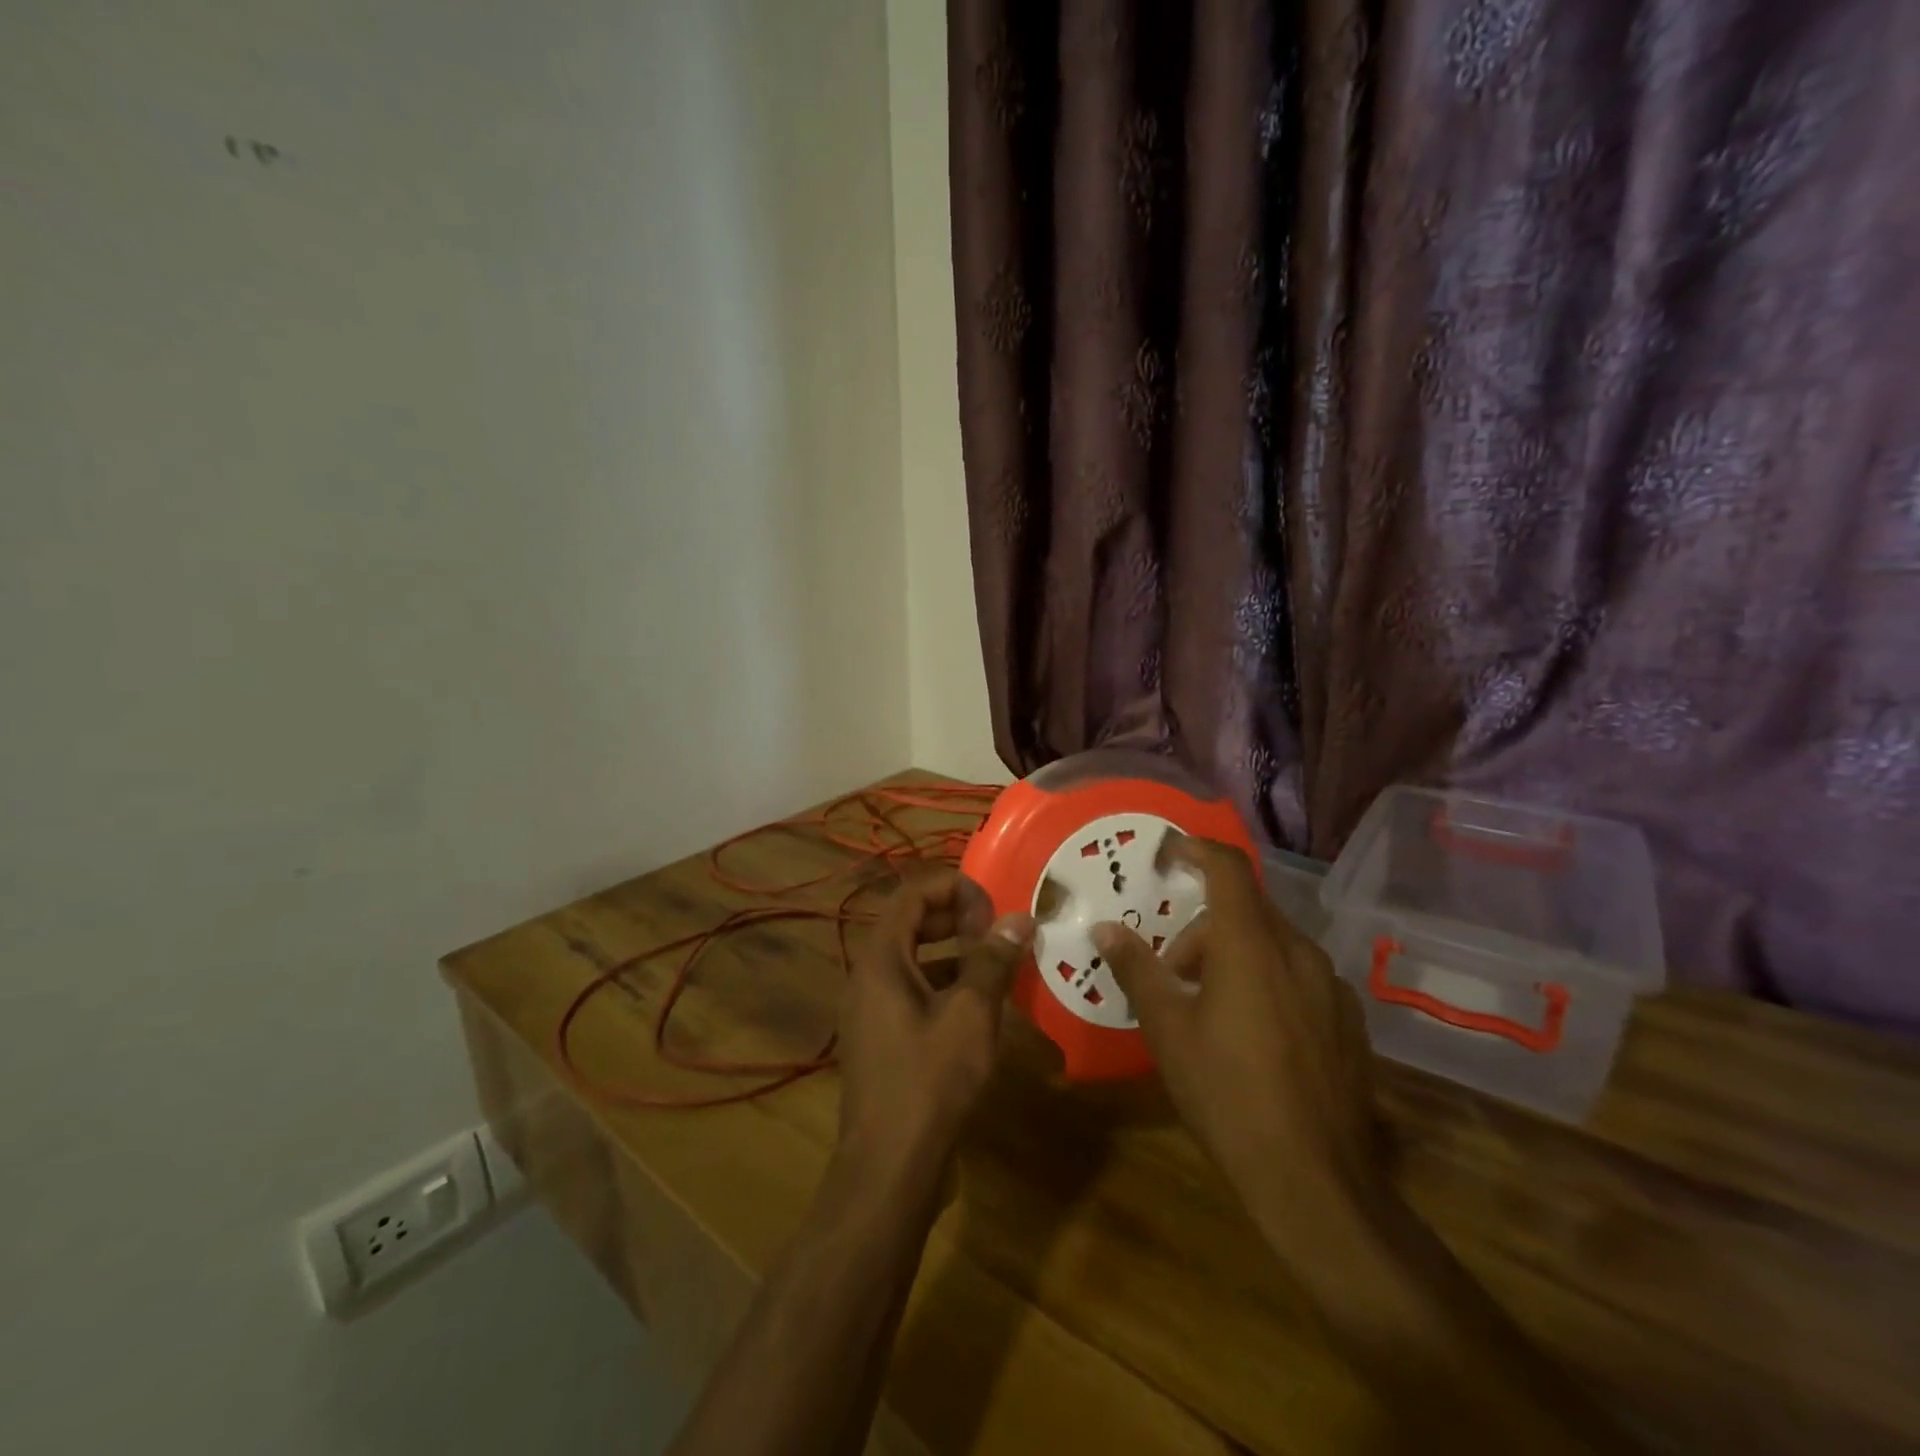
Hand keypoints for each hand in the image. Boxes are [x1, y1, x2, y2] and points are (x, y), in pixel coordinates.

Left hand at [836, 870, 1033, 1180]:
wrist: (889, 1168)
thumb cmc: (930, 1081)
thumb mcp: (971, 1014)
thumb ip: (993, 960)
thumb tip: (1019, 918)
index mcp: (880, 959)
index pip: (911, 895)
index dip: (953, 887)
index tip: (993, 901)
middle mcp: (868, 976)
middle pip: (910, 924)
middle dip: (955, 917)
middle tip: (998, 926)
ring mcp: (872, 1010)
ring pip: (914, 960)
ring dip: (954, 952)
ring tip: (997, 960)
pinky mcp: (882, 1039)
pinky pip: (913, 992)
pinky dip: (945, 985)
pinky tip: (981, 1004)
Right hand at [1092, 835, 1380, 1211]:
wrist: (1314, 1179)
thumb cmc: (1227, 1093)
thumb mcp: (1167, 1030)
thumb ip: (1137, 969)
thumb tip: (1106, 929)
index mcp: (1251, 945)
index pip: (1227, 868)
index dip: (1196, 849)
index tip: (1168, 852)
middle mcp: (1298, 952)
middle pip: (1246, 909)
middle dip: (1203, 927)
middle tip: (1173, 971)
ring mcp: (1331, 986)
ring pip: (1273, 944)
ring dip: (1235, 956)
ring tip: (1208, 1008)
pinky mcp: (1349, 1020)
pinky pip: (1300, 976)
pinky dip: (1268, 980)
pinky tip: (1254, 1034)